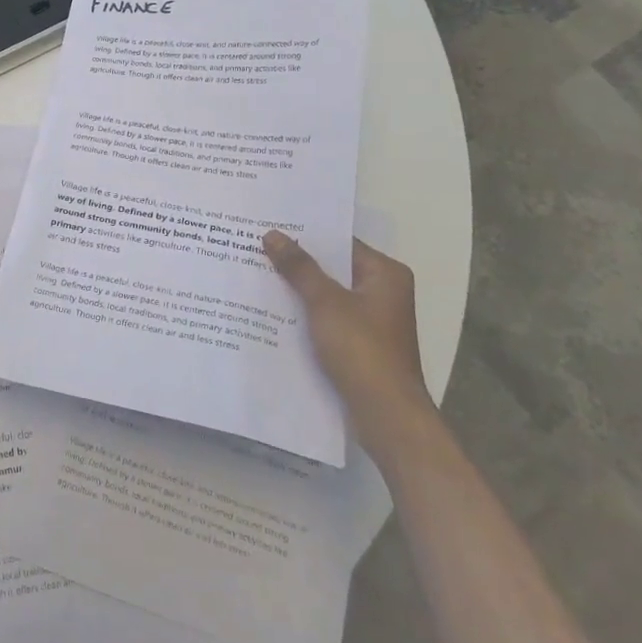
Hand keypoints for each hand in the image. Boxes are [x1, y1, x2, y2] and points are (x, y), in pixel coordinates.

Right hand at [262, 231, 434, 465]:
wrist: (385, 414)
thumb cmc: (361, 349)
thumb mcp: (325, 302)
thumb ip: (299, 267)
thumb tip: (272, 234)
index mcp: (385, 274)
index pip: (340, 243)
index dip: (305, 236)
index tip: (270, 228)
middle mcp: (383, 292)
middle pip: (333, 269)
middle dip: (297, 264)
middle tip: (255, 249)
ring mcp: (373, 320)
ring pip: (328, 295)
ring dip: (299, 290)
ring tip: (257, 276)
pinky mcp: (361, 344)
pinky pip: (328, 319)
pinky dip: (305, 315)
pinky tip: (273, 313)